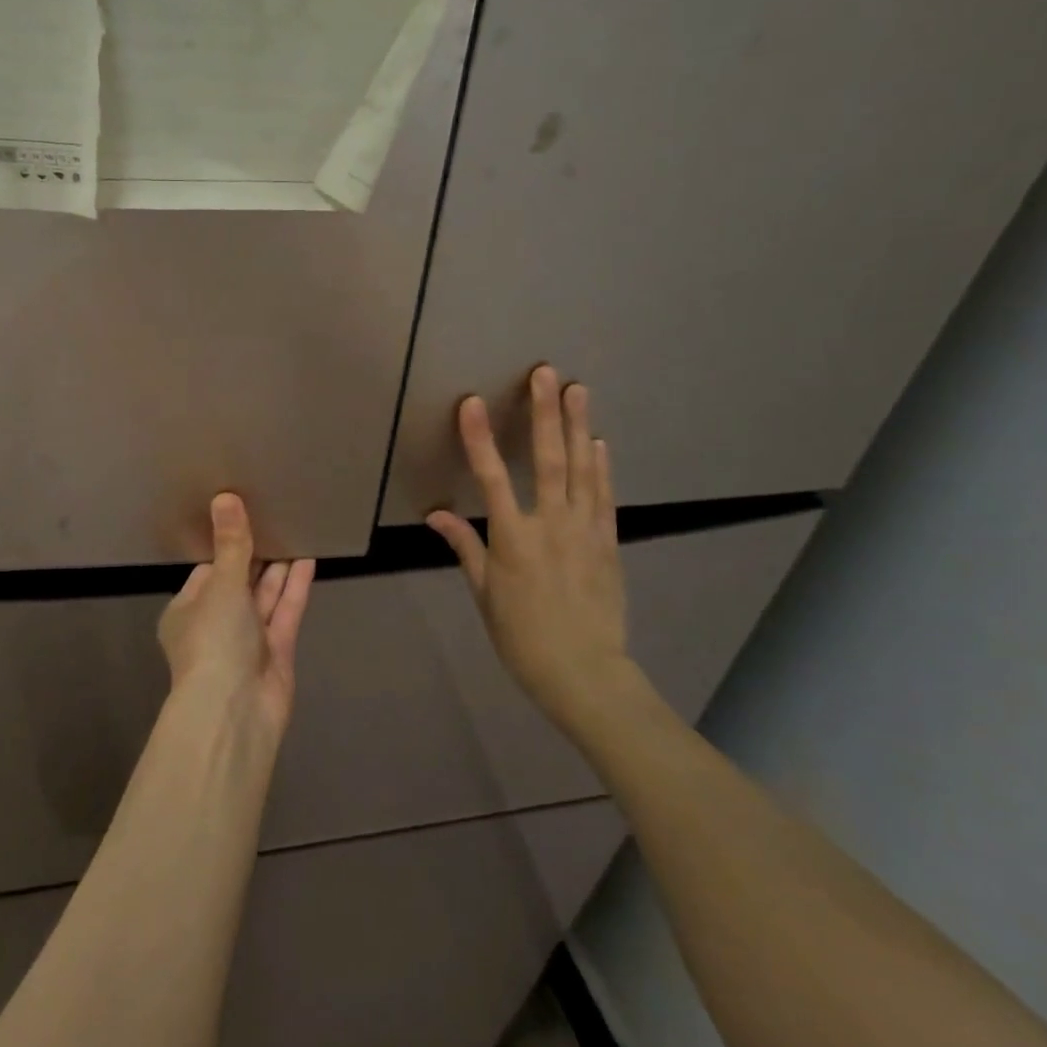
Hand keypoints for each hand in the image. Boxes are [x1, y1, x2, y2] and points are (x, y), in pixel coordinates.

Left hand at [158, 493, 314, 743]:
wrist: (235, 712)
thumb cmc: (214, 640)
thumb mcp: (221, 585)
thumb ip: (231, 545)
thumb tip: (225, 497)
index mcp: (187, 611)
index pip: (208, 571)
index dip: (226, 546)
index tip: (245, 516)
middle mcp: (215, 624)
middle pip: (238, 583)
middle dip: (256, 556)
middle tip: (277, 517)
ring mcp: (247, 641)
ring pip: (264, 597)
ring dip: (278, 568)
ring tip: (296, 530)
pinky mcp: (276, 653)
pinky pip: (285, 613)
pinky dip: (294, 588)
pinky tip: (309, 559)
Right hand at [427, 365, 641, 734]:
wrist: (584, 673)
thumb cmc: (522, 638)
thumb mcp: (484, 595)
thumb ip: (465, 548)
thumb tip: (436, 515)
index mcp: (513, 540)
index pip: (491, 478)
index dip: (479, 439)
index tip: (472, 403)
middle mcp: (551, 526)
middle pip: (547, 460)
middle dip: (544, 414)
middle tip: (546, 374)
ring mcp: (586, 531)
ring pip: (582, 469)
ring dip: (578, 427)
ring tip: (579, 390)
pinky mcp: (609, 542)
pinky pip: (605, 496)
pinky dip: (602, 467)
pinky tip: (599, 442)